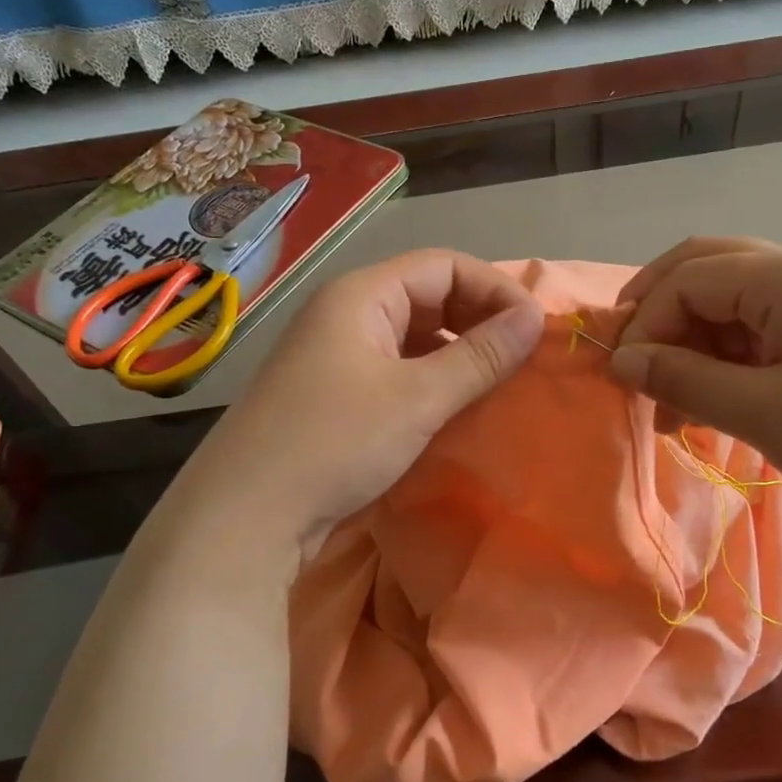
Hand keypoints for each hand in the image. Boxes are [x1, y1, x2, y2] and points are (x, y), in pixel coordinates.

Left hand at [191, 248, 543, 555]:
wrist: (245, 516)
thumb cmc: (335, 442)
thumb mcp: (418, 398)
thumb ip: (480, 356)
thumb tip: (535, 317)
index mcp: (361, 295)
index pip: (444, 266)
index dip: (495, 289)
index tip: (535, 330)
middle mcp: (346, 314)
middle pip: (428, 296)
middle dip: (479, 320)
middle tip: (521, 359)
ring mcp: (336, 356)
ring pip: (413, 337)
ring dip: (457, 353)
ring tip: (497, 384)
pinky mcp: (334, 394)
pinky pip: (395, 370)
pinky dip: (431, 381)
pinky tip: (454, 409)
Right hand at [610, 237, 781, 544]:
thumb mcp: (764, 413)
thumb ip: (685, 380)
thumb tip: (622, 362)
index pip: (690, 279)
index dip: (646, 324)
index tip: (622, 378)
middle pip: (711, 269)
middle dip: (661, 312)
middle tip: (629, 358)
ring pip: (736, 302)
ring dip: (694, 342)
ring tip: (670, 402)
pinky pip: (765, 331)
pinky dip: (728, 359)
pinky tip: (714, 401)